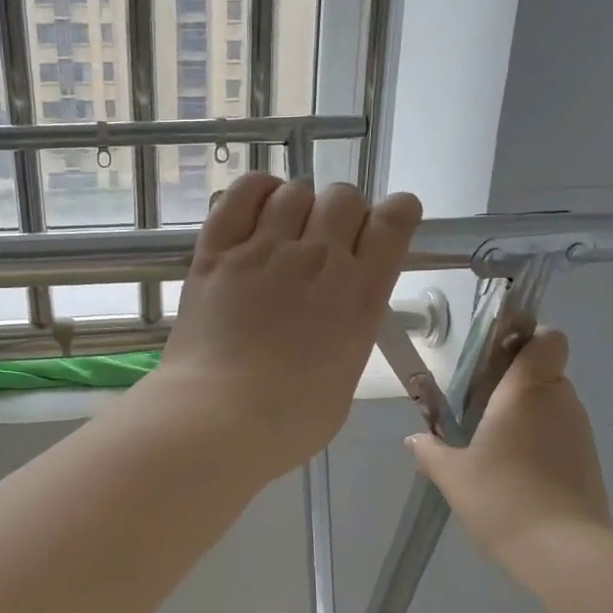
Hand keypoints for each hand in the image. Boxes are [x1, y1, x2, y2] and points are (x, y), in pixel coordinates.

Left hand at [146, 173, 421, 476]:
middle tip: (323, 244)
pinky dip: (255, 191)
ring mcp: (264, 251)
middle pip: (344, 197)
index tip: (382, 228)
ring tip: (283, 233)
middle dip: (341, 214)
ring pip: (295, 192)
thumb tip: (334, 320)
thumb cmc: (288, 422)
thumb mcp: (343, 381)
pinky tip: (257, 208)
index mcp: (360, 295)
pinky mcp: (217, 251)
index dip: (394, 215)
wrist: (218, 419)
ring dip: (297, 206)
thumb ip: (347, 335)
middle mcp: (319, 260)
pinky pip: (241, 194)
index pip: (395, 221)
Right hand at [406, 328, 612, 571]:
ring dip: (527, 417)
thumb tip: (415, 439)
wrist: (562, 551)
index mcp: (526, 391)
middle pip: (544, 373)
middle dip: (516, 385)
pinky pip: (561, 436)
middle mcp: (560, 402)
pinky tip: (515, 475)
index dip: (528, 340)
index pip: (547, 340)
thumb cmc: (501, 497)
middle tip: (479, 411)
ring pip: (553, 406)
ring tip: (493, 448)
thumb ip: (431, 451)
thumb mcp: (452, 475)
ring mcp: (580, 433)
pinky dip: (541, 444)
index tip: (497, 360)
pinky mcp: (589, 463)